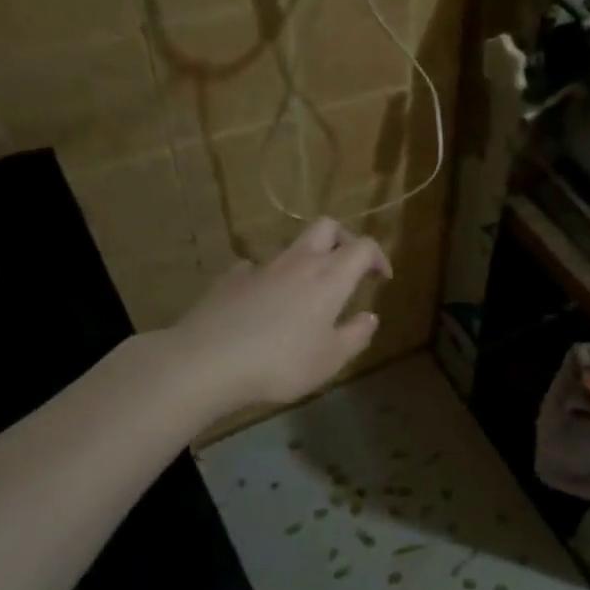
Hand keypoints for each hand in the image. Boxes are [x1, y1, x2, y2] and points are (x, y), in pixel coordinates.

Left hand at [154, 218, 390, 416]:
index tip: (382, 278)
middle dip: (344, 240)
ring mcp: (261, 267)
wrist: (207, 361)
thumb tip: (370, 316)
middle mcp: (298, 263)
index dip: (378, 257)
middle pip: (327, 227)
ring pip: (292, 247)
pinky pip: (256, 268)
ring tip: (305, 295)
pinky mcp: (230, 279)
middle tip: (348, 268)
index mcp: (330, 278)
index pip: (363, 247)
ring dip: (306, 261)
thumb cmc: (281, 362)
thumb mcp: (331, 359)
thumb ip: (356, 335)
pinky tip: (262, 304)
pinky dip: (268, 279)